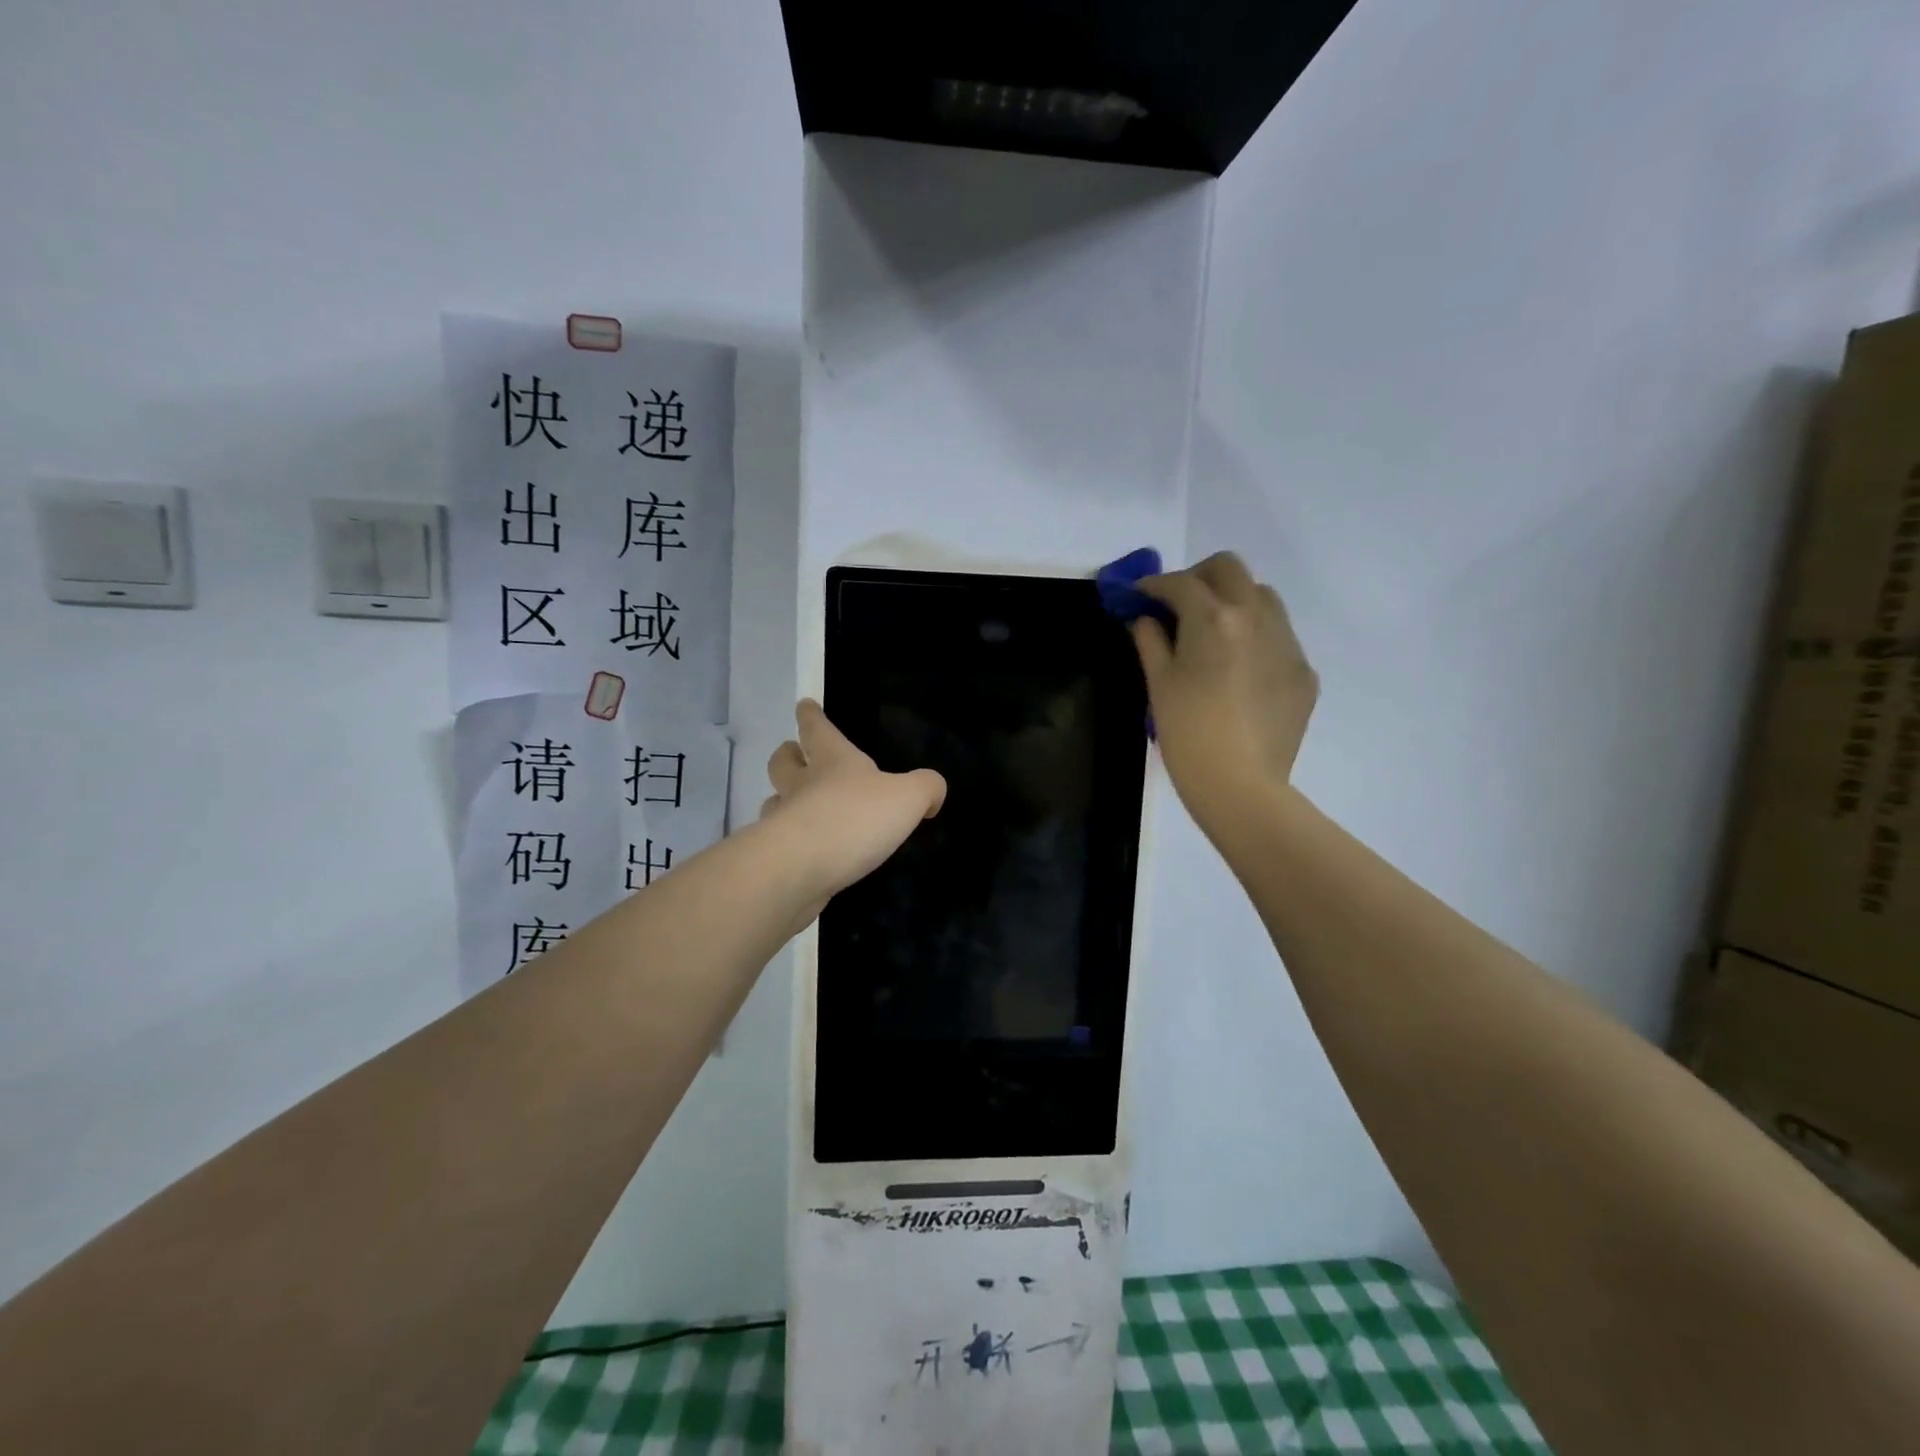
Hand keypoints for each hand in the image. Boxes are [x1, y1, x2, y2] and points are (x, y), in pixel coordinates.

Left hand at [761, 699, 945, 903]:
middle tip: (794, 754)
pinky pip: (781, 842)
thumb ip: (925, 788)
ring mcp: (783, 821)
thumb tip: (933, 793)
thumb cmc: (855, 818)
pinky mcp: (778, 857)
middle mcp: (802, 785)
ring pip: (774, 801)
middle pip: (783, 762)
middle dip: (788, 755)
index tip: (804, 705)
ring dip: (783, 800)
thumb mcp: (908, 797)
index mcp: (833, 761)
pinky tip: (807, 853)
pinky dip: (791, 842)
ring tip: (798, 808)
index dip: (812, 716)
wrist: (801, 868)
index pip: (817, 729)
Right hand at [1133, 552, 1317, 842]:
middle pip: (1229, 569)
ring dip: (1232, 601)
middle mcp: (1256, 617)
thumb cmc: (1187, 733)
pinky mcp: (1303, 671)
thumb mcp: (1159, 685)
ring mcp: (1287, 643)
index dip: (1153, 585)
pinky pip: (1279, 636)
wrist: (1241, 785)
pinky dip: (1255, 638)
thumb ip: (1151, 641)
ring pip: (1262, 596)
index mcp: (1213, 618)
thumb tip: (1146, 620)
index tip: (1139, 595)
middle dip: (1198, 577)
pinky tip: (1239, 672)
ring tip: (1213, 633)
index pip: (1180, 583)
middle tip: (1177, 604)